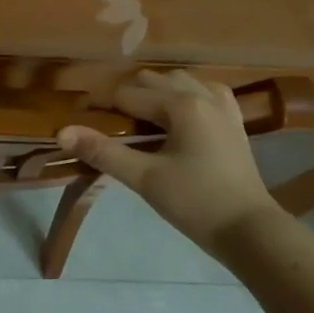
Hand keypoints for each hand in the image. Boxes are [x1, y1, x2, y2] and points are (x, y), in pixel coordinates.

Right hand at [57, 70, 278, 253]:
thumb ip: (103, 151)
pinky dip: (185, 95)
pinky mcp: (234, 122)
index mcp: (180, 104)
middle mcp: (202, 95)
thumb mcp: (145, 178)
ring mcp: (223, 106)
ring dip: (155, 92)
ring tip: (137, 117)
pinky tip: (177, 114)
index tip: (78, 116)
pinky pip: (205, 92)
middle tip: (105, 121)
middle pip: (152, 81)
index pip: (127, 95)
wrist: (251, 231)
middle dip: (125, 95)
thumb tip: (62, 132)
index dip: (99, 103)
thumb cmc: (195, 203)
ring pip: (180, 81)